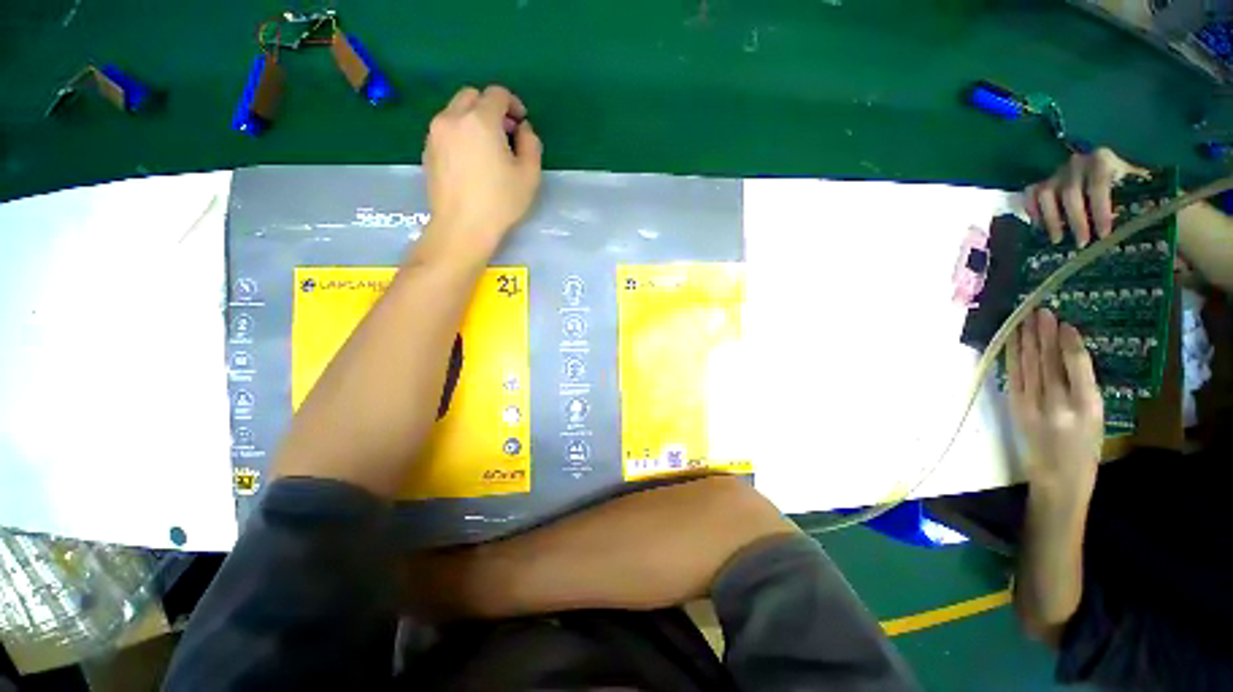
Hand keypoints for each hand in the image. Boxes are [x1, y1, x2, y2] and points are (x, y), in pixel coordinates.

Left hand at [420, 85, 542, 257]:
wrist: (462, 227)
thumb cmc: (500, 202)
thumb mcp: (529, 175)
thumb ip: (531, 144)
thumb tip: (522, 129)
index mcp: (480, 120)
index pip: (497, 94)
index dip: (513, 104)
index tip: (521, 123)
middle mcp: (453, 117)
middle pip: (472, 96)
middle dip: (491, 108)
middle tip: (505, 134)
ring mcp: (435, 133)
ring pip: (456, 111)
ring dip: (474, 120)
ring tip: (488, 149)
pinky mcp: (427, 150)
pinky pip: (446, 129)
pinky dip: (460, 133)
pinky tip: (471, 160)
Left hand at [1008, 309, 1102, 495]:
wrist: (1057, 476)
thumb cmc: (1085, 447)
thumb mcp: (1098, 417)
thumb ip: (1085, 387)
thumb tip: (1071, 353)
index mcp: (1087, 408)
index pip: (1077, 369)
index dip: (1069, 345)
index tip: (1065, 324)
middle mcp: (1057, 405)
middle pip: (1048, 363)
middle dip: (1043, 335)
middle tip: (1040, 311)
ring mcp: (1032, 406)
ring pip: (1029, 367)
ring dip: (1026, 341)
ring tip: (1025, 319)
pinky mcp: (1015, 408)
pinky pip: (1014, 377)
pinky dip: (1013, 357)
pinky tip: (1012, 342)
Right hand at [1025, 148, 1149, 247]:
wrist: (1112, 170)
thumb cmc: (1129, 181)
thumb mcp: (1142, 184)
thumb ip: (1145, 197)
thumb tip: (1151, 220)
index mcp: (1102, 160)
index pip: (1098, 185)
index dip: (1101, 210)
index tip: (1105, 234)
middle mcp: (1076, 163)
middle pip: (1070, 192)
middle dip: (1076, 220)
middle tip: (1083, 243)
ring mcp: (1056, 173)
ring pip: (1046, 195)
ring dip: (1052, 219)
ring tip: (1058, 239)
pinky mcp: (1043, 182)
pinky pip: (1031, 195)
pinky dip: (1032, 211)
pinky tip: (1040, 227)